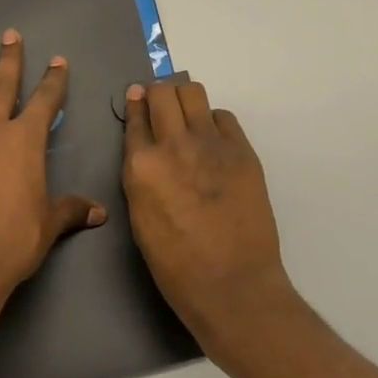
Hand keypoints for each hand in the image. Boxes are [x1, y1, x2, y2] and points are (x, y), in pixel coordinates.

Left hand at [0, 31, 106, 335]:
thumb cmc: (12, 240)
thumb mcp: (48, 225)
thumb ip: (70, 211)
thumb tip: (99, 212)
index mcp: (25, 142)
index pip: (45, 102)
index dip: (53, 81)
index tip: (58, 60)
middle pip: (2, 88)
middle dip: (8, 61)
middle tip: (9, 34)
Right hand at [122, 81, 292, 352]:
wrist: (231, 284)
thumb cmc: (175, 263)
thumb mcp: (139, 215)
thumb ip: (139, 174)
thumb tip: (145, 149)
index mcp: (141, 165)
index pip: (135, 115)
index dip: (135, 104)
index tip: (137, 99)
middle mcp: (173, 144)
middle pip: (162, 93)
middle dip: (158, 94)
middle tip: (162, 107)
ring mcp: (211, 144)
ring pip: (193, 93)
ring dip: (185, 100)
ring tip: (188, 117)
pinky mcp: (242, 151)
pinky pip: (223, 117)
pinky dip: (214, 121)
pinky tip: (213, 141)